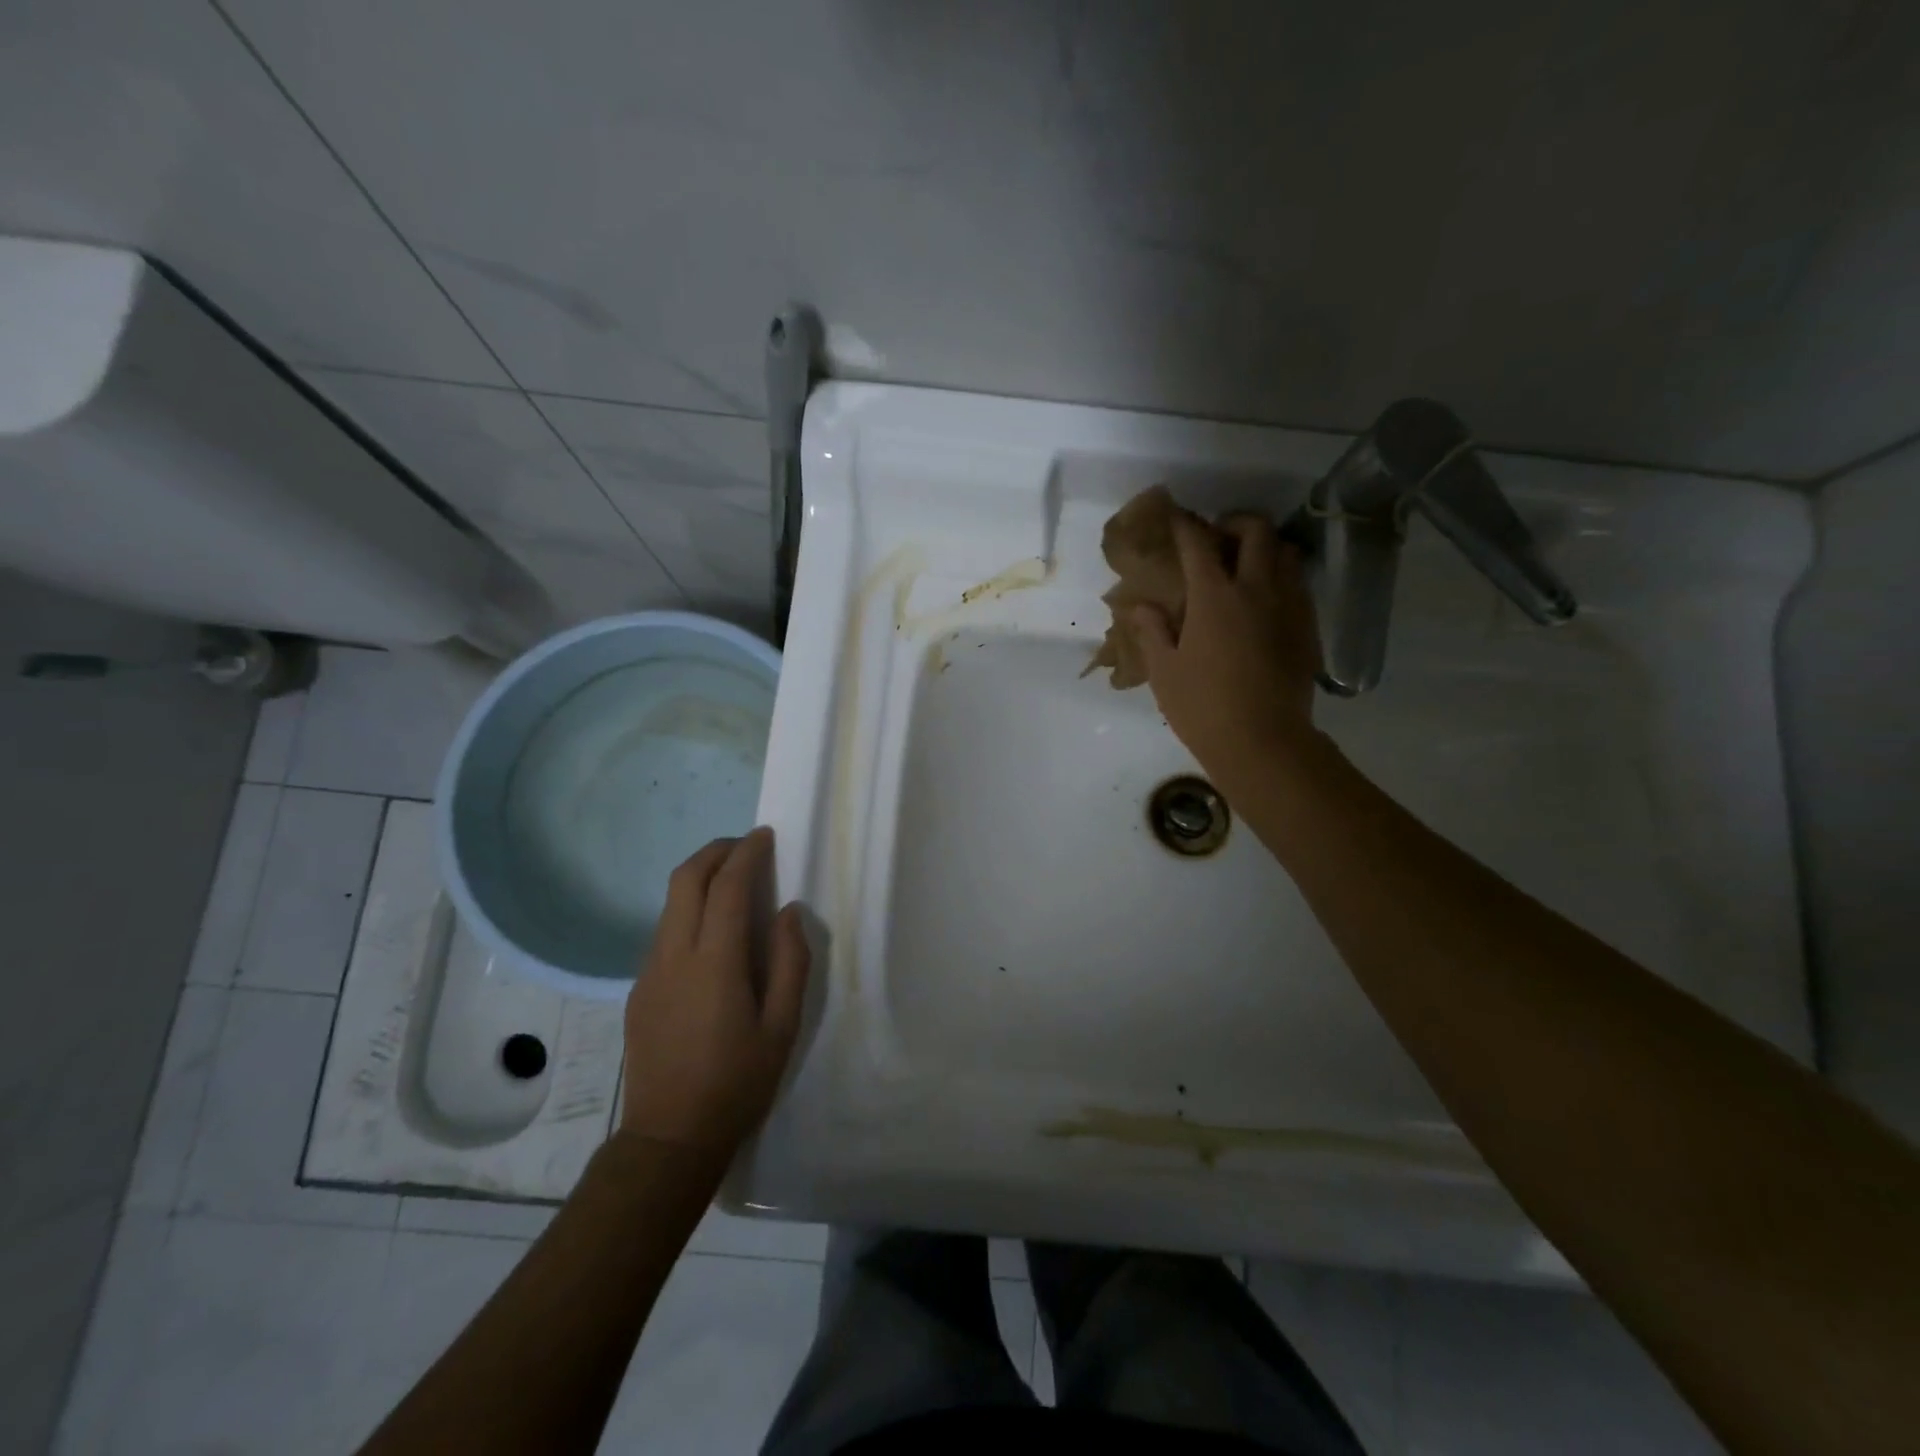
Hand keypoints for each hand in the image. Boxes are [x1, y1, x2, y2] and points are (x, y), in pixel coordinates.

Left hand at [621, 828, 809, 1155]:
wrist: (669, 1139)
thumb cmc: (737, 1083)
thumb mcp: (782, 1026)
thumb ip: (791, 962)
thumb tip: (789, 912)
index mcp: (714, 963)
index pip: (728, 887)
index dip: (747, 854)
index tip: (765, 836)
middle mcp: (674, 956)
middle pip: (685, 880)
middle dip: (716, 851)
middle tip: (746, 847)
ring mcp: (649, 972)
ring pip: (670, 904)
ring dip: (700, 878)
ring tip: (734, 883)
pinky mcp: (638, 989)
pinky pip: (664, 931)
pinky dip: (690, 910)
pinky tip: (713, 933)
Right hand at [1133, 512, 1321, 792]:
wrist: (1263, 742)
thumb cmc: (1202, 707)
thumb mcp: (1163, 671)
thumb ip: (1152, 631)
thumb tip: (1142, 606)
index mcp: (1214, 597)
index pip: (1198, 544)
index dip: (1185, 525)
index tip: (1176, 519)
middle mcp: (1256, 589)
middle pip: (1256, 531)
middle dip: (1235, 523)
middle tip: (1218, 538)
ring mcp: (1289, 606)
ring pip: (1286, 552)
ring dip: (1265, 547)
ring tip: (1246, 565)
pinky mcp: (1308, 627)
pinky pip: (1299, 585)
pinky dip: (1282, 577)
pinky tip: (1265, 601)